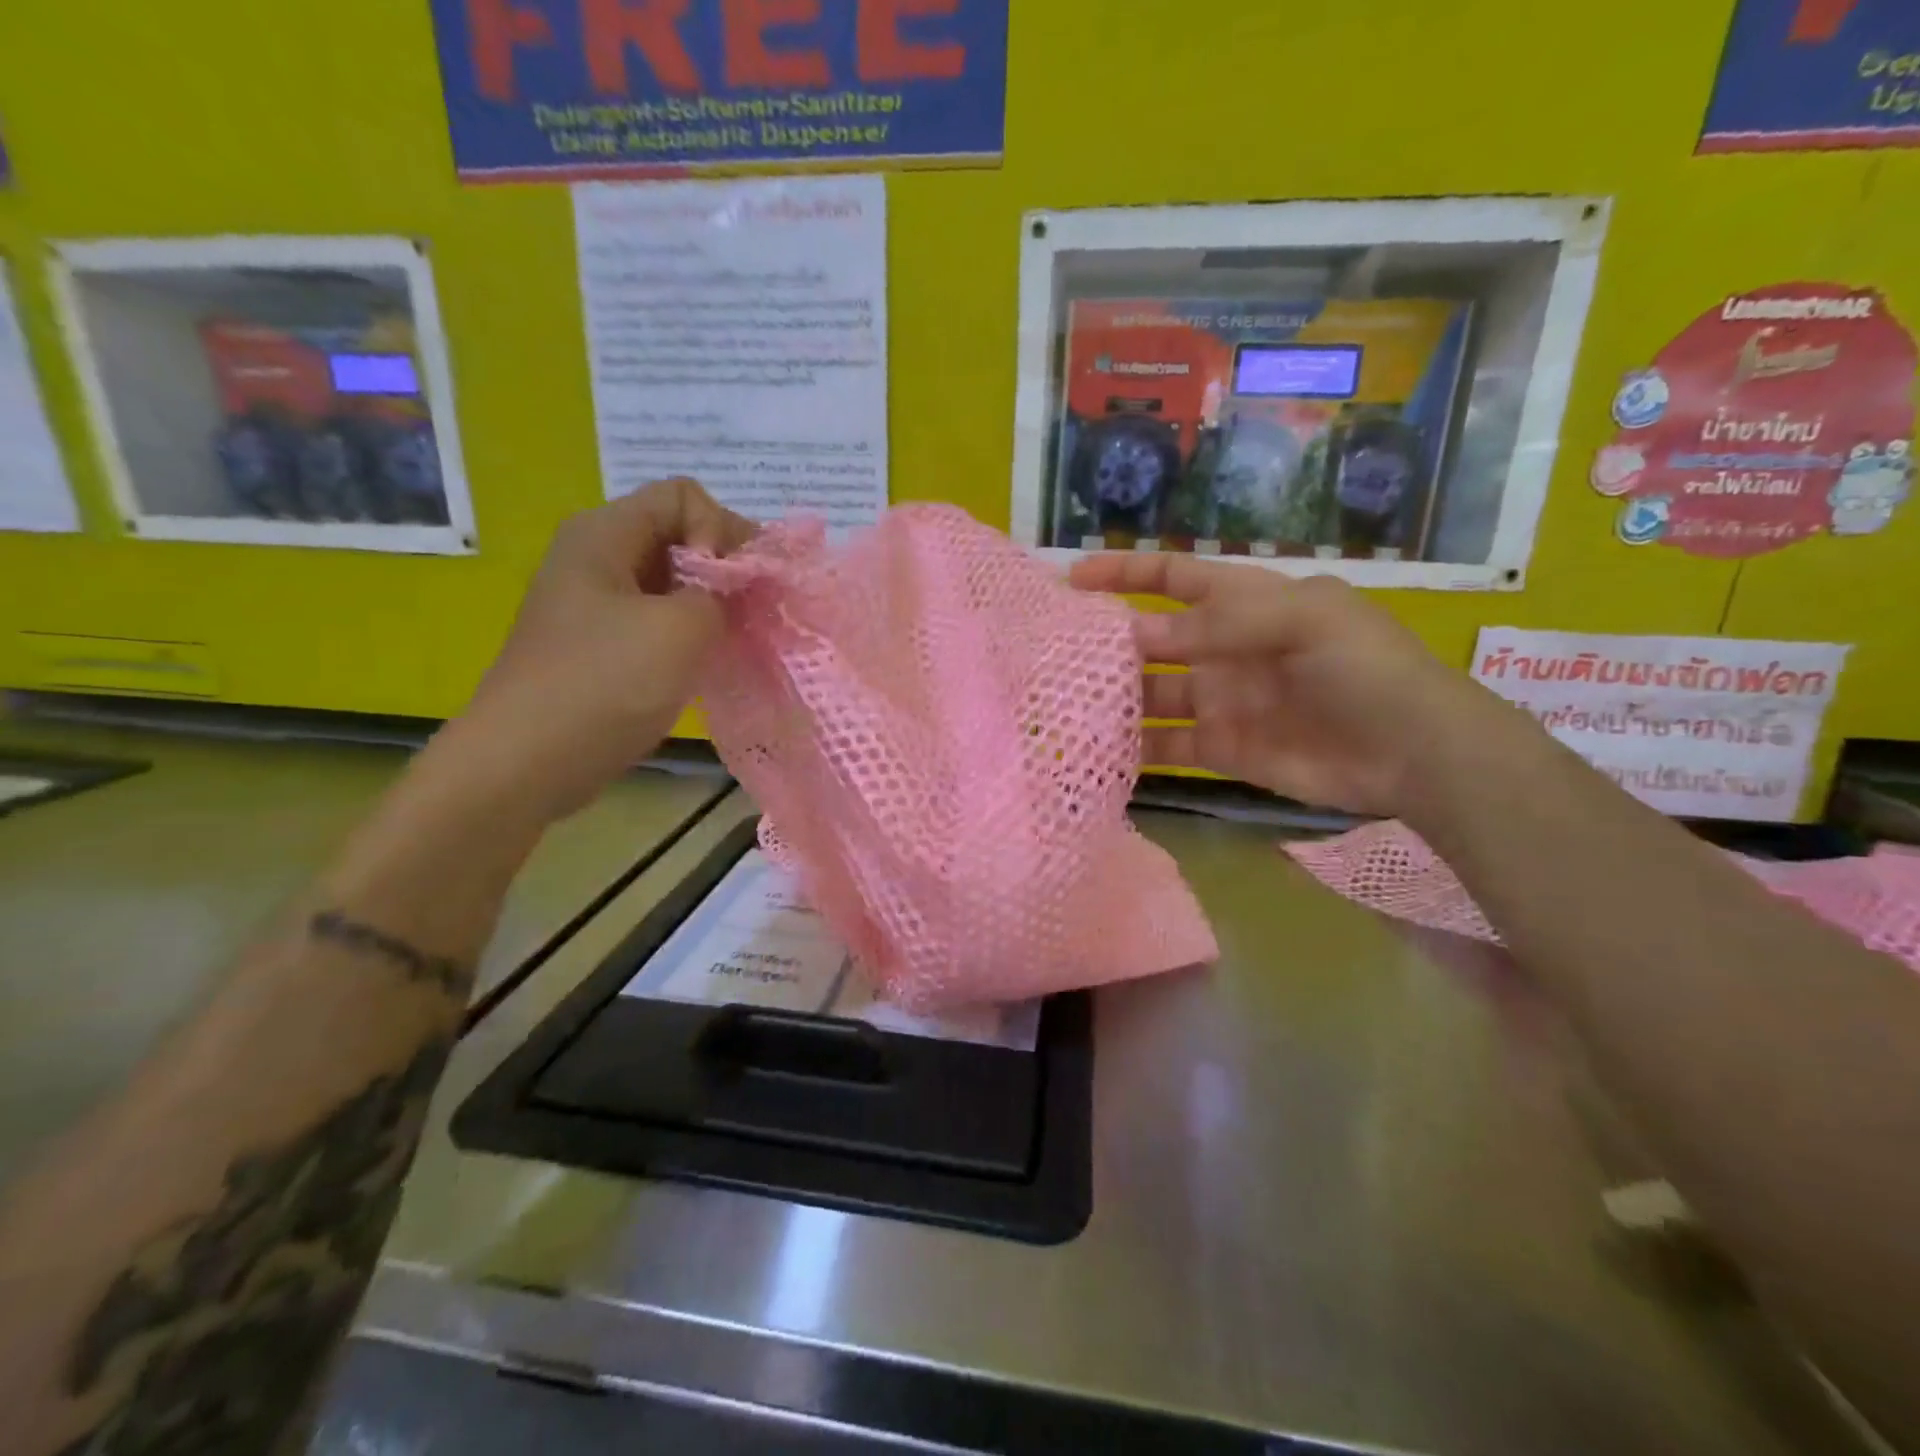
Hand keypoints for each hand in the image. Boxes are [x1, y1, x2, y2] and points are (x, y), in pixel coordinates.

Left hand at [443, 479, 754, 820]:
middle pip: (680, 535)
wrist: (528, 762)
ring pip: (674, 582)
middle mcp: (598, 556)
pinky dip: (692, 634)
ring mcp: (597, 604)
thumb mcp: (682, 627)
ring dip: (713, 606)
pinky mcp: (603, 644)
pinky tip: (708, 662)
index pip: (684, 496)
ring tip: (738, 640)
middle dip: (725, 568)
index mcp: (605, 533)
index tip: (732, 584)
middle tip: (753, 612)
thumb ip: (725, 592)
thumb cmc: (605, 683)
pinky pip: (660, 620)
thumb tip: (741, 585)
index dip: (721, 529)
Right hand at [1070, 554, 1518, 818]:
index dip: (1126, 574)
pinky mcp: (1223, 750)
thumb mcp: (1302, 622)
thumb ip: (1217, 625)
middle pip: (1152, 641)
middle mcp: (1224, 649)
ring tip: (1066, 706)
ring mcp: (1221, 701)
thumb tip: (1136, 636)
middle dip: (1109, 644)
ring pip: (1153, 695)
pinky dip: (1136, 749)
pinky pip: (1168, 746)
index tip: (1073, 580)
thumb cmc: (1364, 668)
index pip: (1174, 578)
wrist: (1414, 752)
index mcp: (1245, 603)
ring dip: (1116, 699)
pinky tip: (1100, 751)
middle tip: (1055, 654)